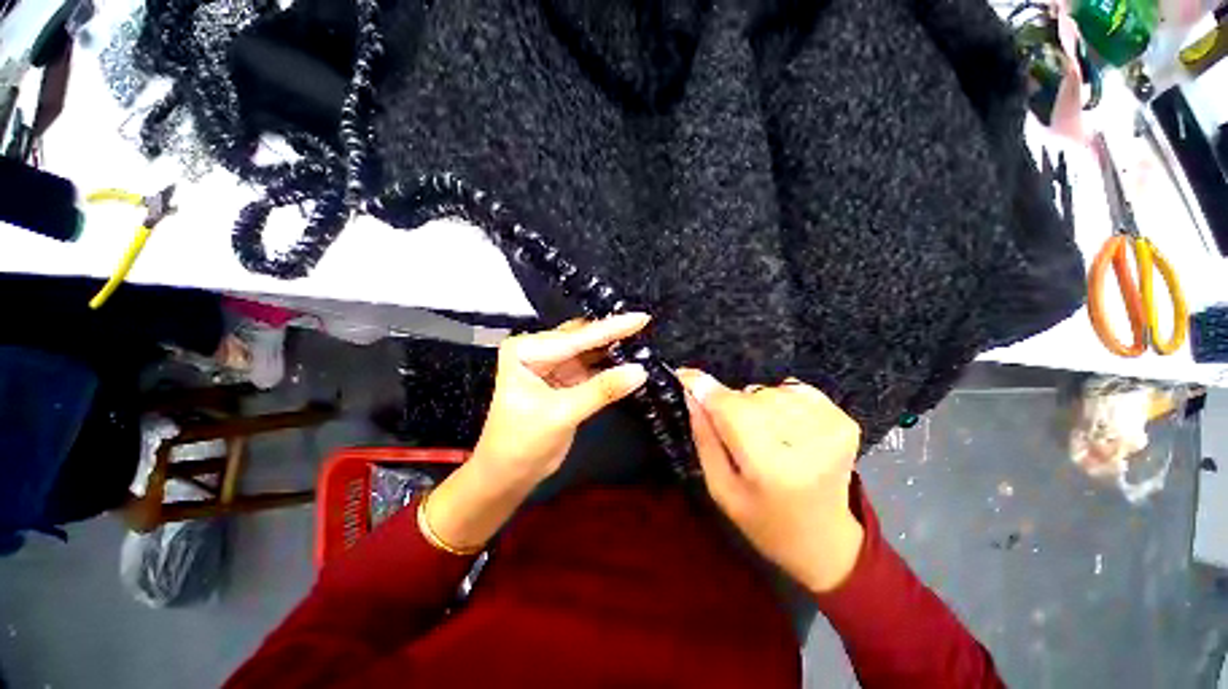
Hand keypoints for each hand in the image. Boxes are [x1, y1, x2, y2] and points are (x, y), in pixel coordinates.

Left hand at [424, 314, 650, 552]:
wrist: (508, 476)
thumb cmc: (522, 443)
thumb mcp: (562, 414)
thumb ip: (602, 390)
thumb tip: (640, 371)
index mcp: (526, 350)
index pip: (575, 338)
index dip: (611, 329)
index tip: (641, 318)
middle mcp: (537, 350)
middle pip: (582, 339)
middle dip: (612, 333)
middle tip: (645, 323)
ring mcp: (552, 365)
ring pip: (589, 352)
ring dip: (613, 349)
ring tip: (643, 337)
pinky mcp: (564, 380)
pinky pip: (591, 368)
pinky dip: (609, 366)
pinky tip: (629, 358)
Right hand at [678, 369, 863, 592]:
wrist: (826, 541)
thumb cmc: (765, 523)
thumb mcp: (721, 489)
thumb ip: (704, 438)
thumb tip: (692, 394)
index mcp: (771, 466)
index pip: (730, 408)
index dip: (703, 387)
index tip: (683, 375)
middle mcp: (806, 440)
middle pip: (747, 396)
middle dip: (729, 405)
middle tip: (733, 433)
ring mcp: (831, 426)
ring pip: (769, 391)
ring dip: (755, 405)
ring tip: (762, 435)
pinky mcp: (844, 420)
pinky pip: (793, 390)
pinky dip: (780, 402)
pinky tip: (784, 429)